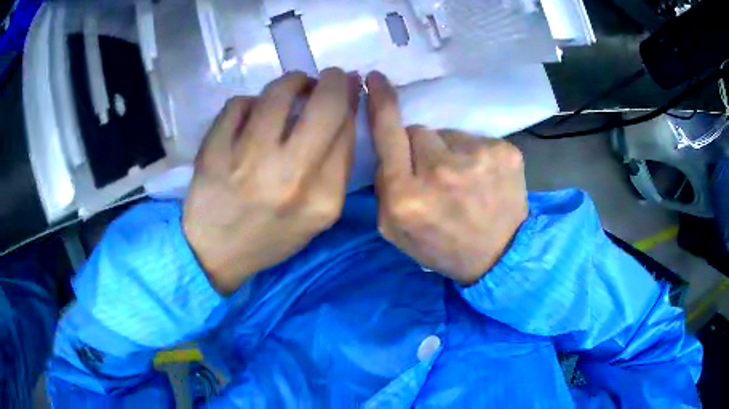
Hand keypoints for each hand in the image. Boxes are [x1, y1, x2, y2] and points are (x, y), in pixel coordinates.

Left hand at [183, 69, 359, 294]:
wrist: (216, 254)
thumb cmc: (271, 235)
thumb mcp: (317, 214)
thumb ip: (335, 164)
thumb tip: (345, 108)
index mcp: (323, 198)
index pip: (348, 129)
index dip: (350, 99)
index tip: (347, 87)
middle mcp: (289, 177)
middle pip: (325, 104)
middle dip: (332, 79)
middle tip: (328, 76)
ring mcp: (247, 161)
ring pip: (278, 93)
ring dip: (291, 82)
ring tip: (291, 87)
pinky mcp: (214, 151)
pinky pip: (239, 104)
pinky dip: (250, 103)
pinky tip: (250, 116)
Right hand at [367, 71, 527, 284]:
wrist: (498, 258)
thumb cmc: (441, 246)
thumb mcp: (393, 230)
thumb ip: (382, 187)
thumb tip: (388, 148)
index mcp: (407, 196)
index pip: (388, 133)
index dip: (380, 103)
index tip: (374, 78)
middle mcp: (441, 172)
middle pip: (417, 131)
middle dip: (420, 149)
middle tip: (435, 177)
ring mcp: (477, 159)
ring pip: (447, 134)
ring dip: (449, 151)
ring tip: (463, 181)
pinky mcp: (505, 152)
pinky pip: (476, 139)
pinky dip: (475, 155)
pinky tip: (483, 179)